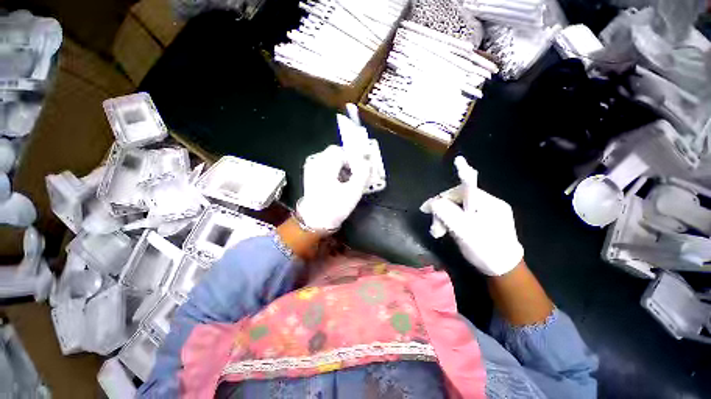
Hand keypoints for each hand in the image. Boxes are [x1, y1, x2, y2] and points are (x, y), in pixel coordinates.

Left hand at [296, 145, 369, 231]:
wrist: (315, 222)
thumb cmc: (334, 208)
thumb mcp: (353, 192)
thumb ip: (362, 174)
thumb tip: (366, 162)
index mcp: (324, 166)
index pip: (341, 151)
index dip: (353, 158)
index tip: (360, 170)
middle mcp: (315, 163)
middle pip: (335, 153)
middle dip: (348, 161)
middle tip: (355, 174)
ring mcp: (311, 169)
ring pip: (331, 159)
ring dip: (342, 166)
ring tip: (348, 180)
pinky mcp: (311, 175)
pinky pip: (325, 166)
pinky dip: (335, 170)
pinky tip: (339, 182)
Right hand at [421, 156, 523, 275]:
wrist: (505, 272)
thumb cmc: (485, 250)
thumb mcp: (463, 230)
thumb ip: (446, 213)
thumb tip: (430, 202)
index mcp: (489, 202)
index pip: (460, 190)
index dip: (442, 198)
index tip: (428, 210)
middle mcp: (491, 204)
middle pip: (459, 200)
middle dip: (443, 212)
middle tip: (435, 228)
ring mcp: (490, 213)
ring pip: (460, 209)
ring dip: (447, 219)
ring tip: (440, 232)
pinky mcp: (487, 222)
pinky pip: (465, 216)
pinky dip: (454, 223)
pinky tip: (451, 232)